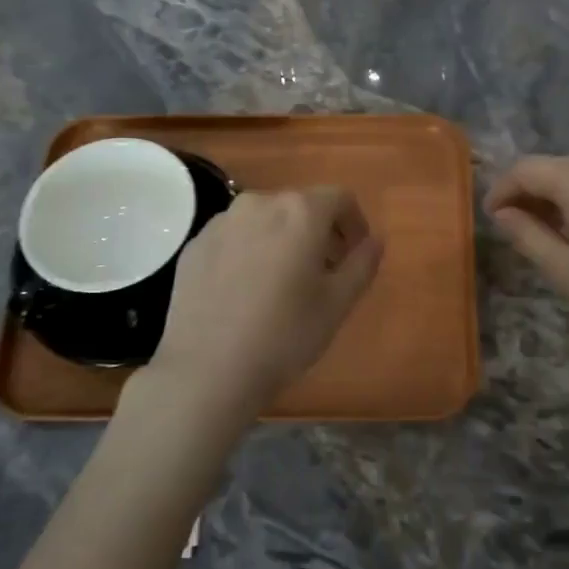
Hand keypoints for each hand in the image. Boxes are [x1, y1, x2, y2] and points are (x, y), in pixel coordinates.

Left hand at [147, 187, 382, 421]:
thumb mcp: (338, 303)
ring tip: (283, 282)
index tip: (355, 253)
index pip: (339, 198)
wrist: (208, 370)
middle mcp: (258, 204)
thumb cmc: (285, 335)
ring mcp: (221, 223)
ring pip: (264, 220)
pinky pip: (233, 238)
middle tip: (324, 272)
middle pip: (299, 206)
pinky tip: (246, 292)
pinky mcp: (194, 246)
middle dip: (318, 232)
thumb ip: (362, 263)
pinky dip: (248, 252)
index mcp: (300, 212)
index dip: (354, 222)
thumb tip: (375, 240)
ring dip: (282, 240)